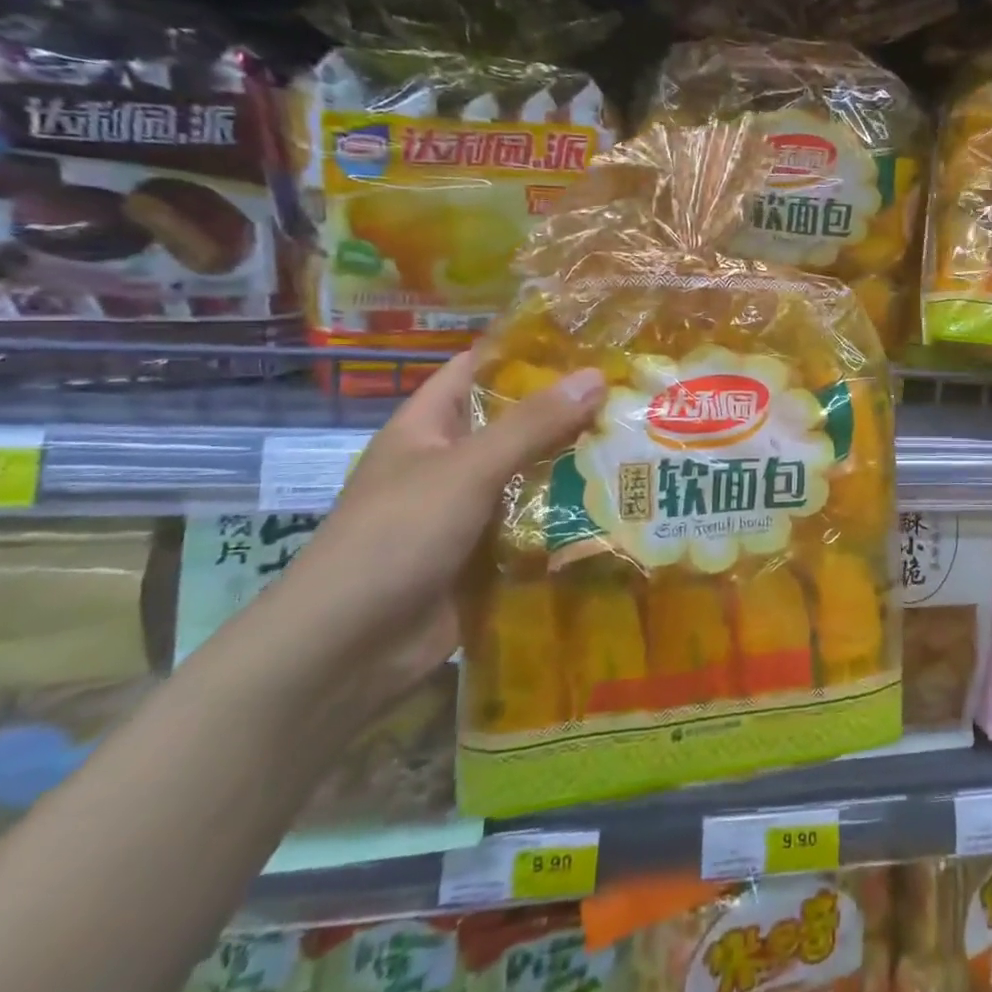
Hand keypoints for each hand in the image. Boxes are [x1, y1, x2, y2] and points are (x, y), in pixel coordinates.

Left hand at [256, 353, 605, 717]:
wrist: (347, 651)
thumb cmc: (396, 537)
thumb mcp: (466, 470)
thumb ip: (532, 424)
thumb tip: (597, 375)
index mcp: (429, 427)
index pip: (479, 369)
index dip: (527, 351)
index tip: (590, 340)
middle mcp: (451, 462)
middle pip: (517, 424)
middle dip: (570, 411)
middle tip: (635, 394)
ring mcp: (470, 511)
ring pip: (533, 475)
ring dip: (579, 466)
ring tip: (644, 443)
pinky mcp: (489, 554)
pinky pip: (537, 524)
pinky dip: (572, 516)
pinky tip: (623, 504)